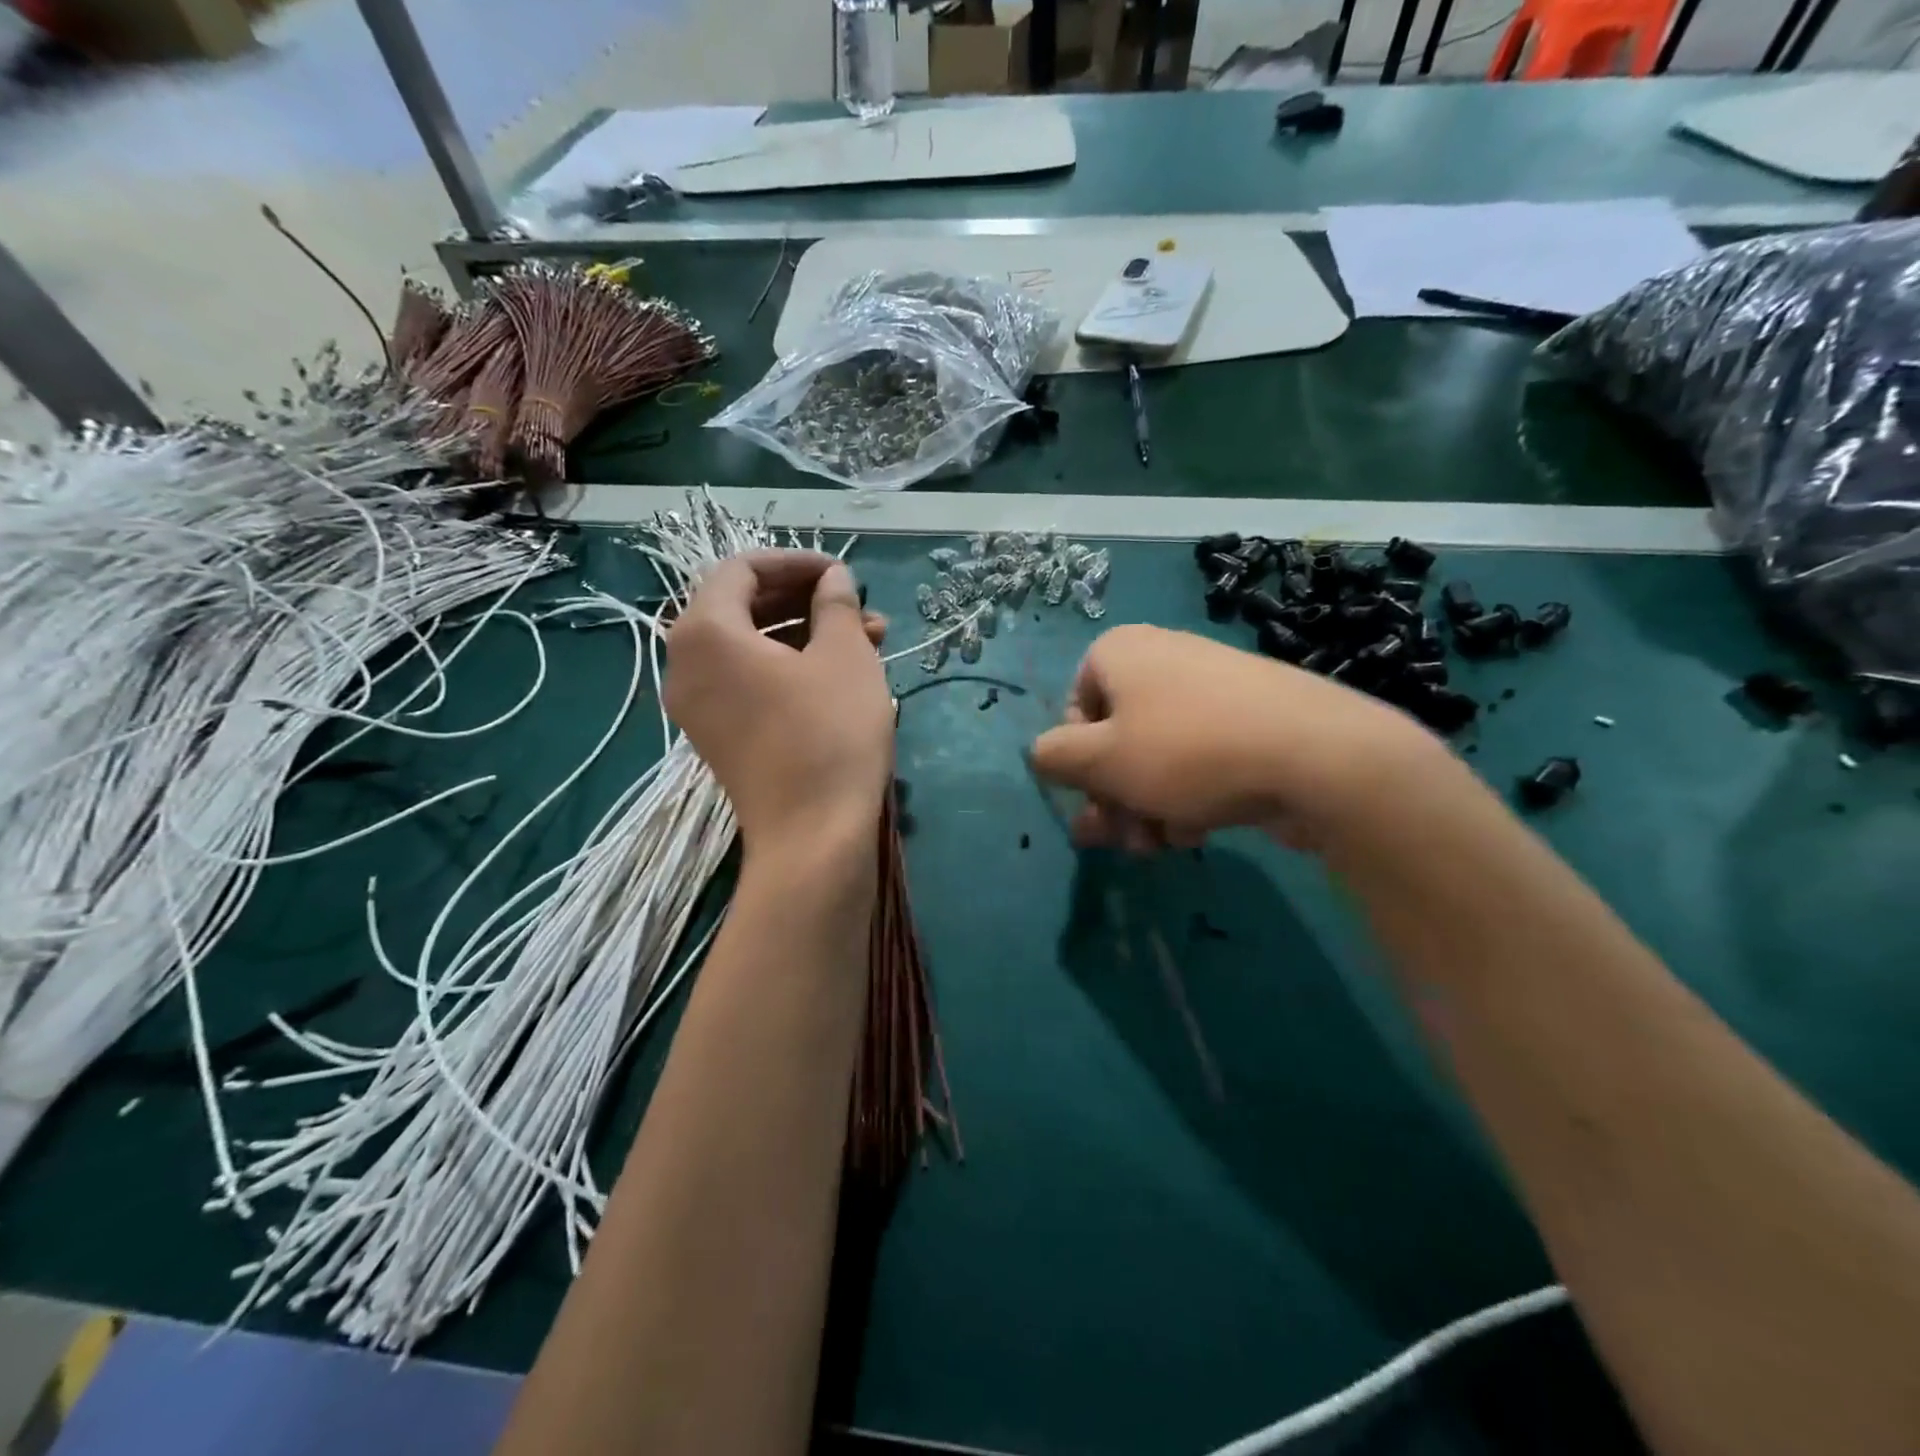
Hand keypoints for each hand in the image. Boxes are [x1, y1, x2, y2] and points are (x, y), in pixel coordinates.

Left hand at [665, 551, 892, 854]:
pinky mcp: (718, 736)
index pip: (742, 569)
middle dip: (806, 600)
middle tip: (859, 607)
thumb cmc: (830, 734)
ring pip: (752, 647)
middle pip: (743, 607)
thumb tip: (833, 578)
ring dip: (807, 634)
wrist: (813, 836)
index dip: (796, 562)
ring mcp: (698, 705)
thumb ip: (835, 603)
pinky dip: (790, 668)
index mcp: (705, 632)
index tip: (843, 574)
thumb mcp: (844, 656)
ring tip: (869, 640)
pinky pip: (748, 682)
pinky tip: (843, 673)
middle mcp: (686, 664)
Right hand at [1028, 624, 1445, 853]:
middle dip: (1112, 798)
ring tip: (1162, 847)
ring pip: (1156, 756)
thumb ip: (1053, 757)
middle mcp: (1163, 658)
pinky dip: (1188, 796)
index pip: (1074, 710)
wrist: (1318, 756)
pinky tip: (1198, 832)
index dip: (1078, 763)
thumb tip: (1043, 754)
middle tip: (1120, 841)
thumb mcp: (1100, 760)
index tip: (1094, 798)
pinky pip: (1199, 758)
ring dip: (1146, 807)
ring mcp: (1212, 687)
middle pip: (1115, 739)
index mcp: (1120, 652)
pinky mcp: (1251, 719)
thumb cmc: (1188, 752)